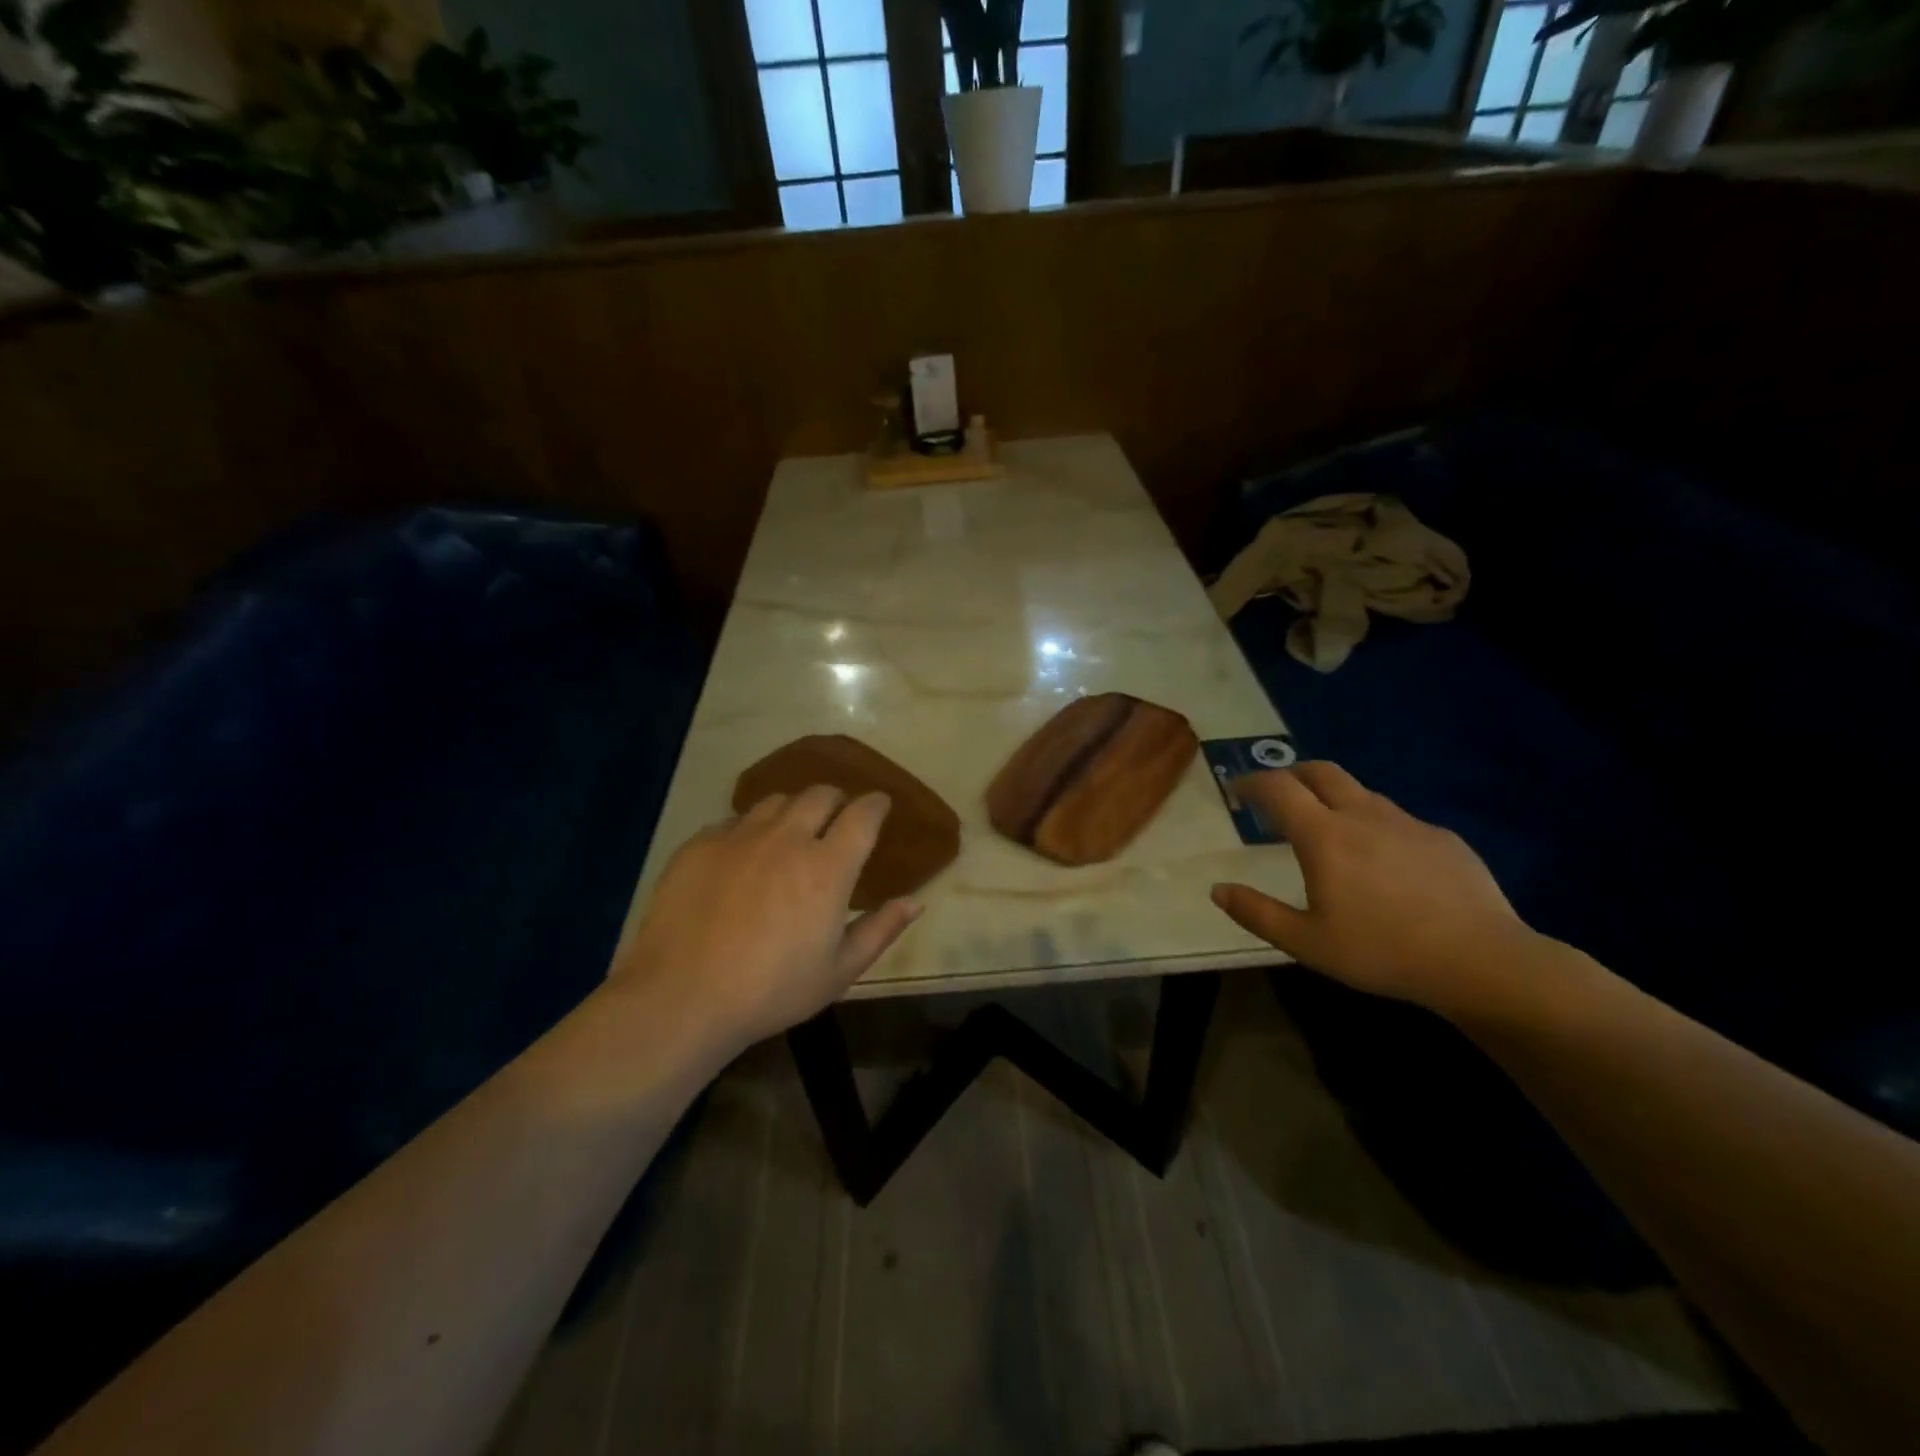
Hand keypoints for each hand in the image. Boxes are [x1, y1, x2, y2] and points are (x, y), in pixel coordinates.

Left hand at [611, 787, 919, 1049]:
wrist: (681, 998)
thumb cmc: (771, 991)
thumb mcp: (838, 972)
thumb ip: (880, 930)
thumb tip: (915, 902)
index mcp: (827, 867)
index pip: (863, 814)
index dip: (876, 804)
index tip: (880, 805)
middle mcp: (787, 838)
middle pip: (820, 794)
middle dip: (836, 800)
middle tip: (836, 819)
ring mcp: (739, 836)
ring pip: (776, 801)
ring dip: (793, 811)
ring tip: (789, 834)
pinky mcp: (700, 844)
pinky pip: (734, 821)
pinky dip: (749, 830)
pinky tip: (743, 858)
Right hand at [1210, 762, 1528, 1014]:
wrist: (1481, 961)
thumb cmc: (1382, 951)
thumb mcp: (1306, 942)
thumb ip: (1257, 913)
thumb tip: (1218, 890)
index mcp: (1324, 835)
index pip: (1278, 788)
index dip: (1252, 783)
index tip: (1237, 790)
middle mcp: (1363, 815)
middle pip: (1321, 772)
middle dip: (1291, 774)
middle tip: (1277, 796)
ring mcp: (1407, 823)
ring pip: (1360, 793)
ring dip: (1333, 798)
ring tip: (1327, 829)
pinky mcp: (1442, 838)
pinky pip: (1397, 820)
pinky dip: (1374, 825)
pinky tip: (1383, 862)